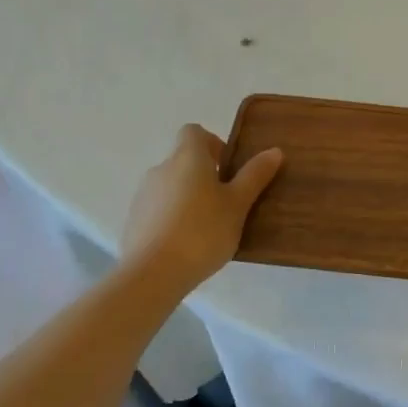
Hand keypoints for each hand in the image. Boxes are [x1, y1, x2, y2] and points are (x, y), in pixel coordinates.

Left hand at [122, 124, 283, 289]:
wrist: (152, 274)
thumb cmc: (202, 231)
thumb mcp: (238, 204)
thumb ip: (255, 176)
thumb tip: (274, 151)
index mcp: (187, 157)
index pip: (194, 132)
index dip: (212, 143)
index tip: (228, 168)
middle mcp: (161, 168)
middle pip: (183, 160)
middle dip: (204, 175)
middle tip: (227, 202)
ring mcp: (143, 196)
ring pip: (170, 186)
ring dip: (188, 198)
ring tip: (208, 228)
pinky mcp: (133, 222)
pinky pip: (158, 210)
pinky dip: (172, 218)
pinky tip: (186, 245)